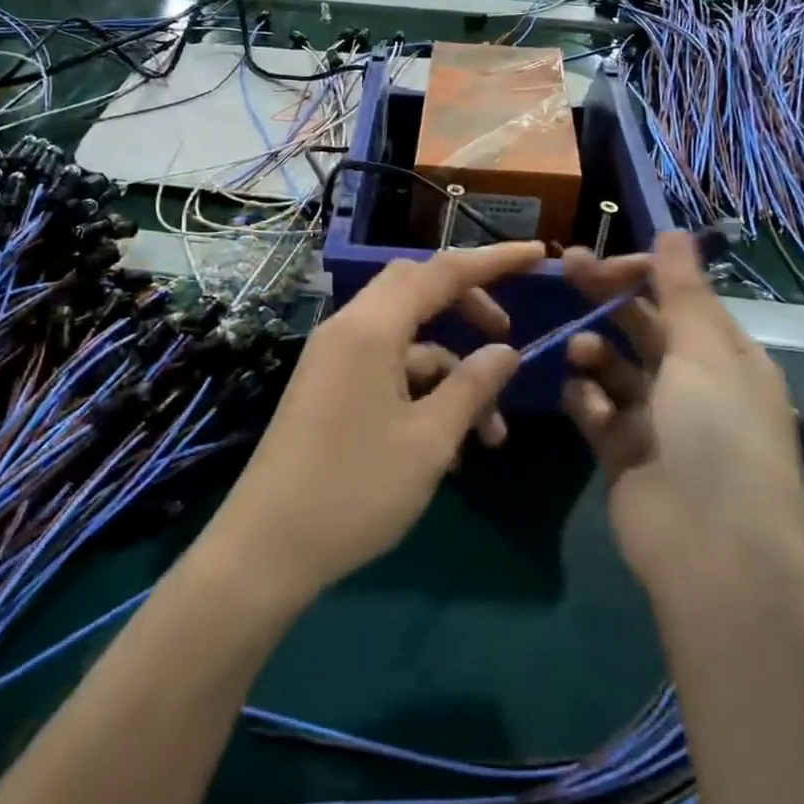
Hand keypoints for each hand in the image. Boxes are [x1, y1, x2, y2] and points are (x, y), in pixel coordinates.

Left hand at [208, 241, 544, 602]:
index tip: (538, 255)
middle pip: (419, 291)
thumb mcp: (429, 440)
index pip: (442, 271)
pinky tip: (450, 450)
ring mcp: (335, 358)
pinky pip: (387, 370)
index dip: (494, 260)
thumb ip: (472, 386)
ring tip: (490, 435)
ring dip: (452, 374)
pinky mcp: (330, 387)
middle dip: (469, 309)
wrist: (265, 549)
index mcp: (371, 328)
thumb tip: (506, 352)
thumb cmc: (354, 489)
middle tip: (507, 340)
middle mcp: (349, 329)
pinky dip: (423, 394)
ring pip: (408, 342)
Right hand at [560, 232, 803, 596]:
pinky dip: (585, 398)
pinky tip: (580, 396)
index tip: (602, 258)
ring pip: (614, 367)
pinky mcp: (621, 453)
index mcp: (724, 356)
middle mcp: (691, 383)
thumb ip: (682, 289)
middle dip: (606, 297)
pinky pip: (595, 411)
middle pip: (641, 325)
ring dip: (594, 350)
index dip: (641, 272)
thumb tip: (675, 230)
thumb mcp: (705, 351)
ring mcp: (655, 420)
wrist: (711, 551)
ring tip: (581, 351)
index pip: (678, 297)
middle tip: (564, 267)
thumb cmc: (717, 434)